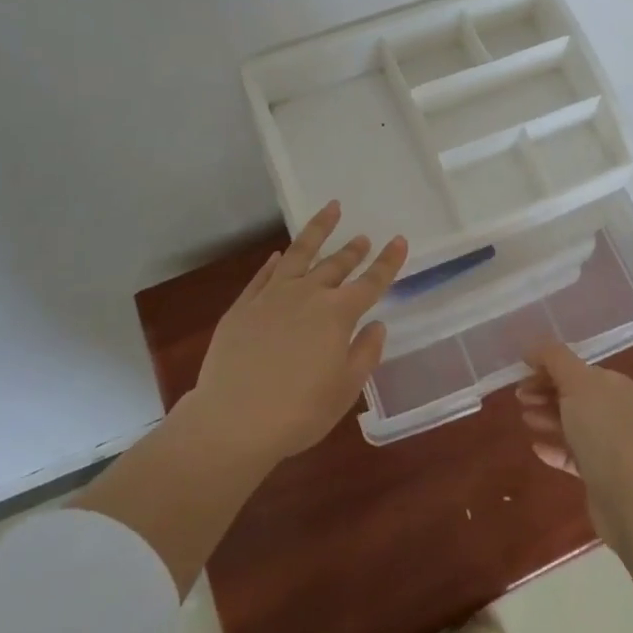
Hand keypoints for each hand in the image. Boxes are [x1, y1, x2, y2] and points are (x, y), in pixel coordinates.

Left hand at [184, 201, 406, 467]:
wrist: (233, 421)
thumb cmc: (299, 412)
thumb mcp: (345, 389)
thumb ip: (365, 353)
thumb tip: (376, 324)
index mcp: (338, 315)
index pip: (371, 282)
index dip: (387, 261)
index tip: (398, 239)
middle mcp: (307, 295)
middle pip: (336, 264)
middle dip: (353, 249)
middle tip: (363, 237)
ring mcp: (272, 296)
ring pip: (299, 254)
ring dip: (317, 231)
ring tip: (330, 210)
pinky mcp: (243, 306)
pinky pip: (263, 275)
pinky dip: (274, 262)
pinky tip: (278, 255)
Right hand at [517, 341, 632, 543]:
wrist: (627, 495)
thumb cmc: (601, 430)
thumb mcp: (576, 382)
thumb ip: (555, 358)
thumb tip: (534, 348)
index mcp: (615, 385)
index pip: (577, 369)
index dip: (548, 369)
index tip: (522, 375)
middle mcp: (616, 410)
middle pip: (574, 395)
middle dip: (545, 393)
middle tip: (519, 398)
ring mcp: (610, 443)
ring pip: (572, 424)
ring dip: (547, 418)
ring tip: (525, 420)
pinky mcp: (601, 472)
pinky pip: (573, 454)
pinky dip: (554, 447)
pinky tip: (536, 448)